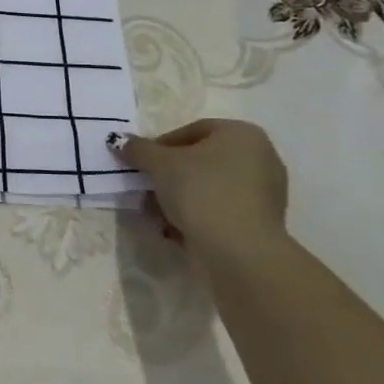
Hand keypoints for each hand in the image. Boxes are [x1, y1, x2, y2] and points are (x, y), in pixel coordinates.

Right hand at [118, 119, 288, 261]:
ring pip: (209, 188)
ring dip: (180, 199)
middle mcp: (261, 157)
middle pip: (201, 161)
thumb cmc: (202, 192)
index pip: (191, 131)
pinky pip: (222, 210)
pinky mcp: (263, 222)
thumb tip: (117, 140)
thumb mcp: (160, 165)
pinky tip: (177, 231)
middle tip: (146, 191)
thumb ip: (138, 149)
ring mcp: (266, 192)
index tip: (141, 166)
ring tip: (157, 216)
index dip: (160, 147)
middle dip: (169, 177)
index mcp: (242, 134)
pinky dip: (199, 216)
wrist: (240, 252)